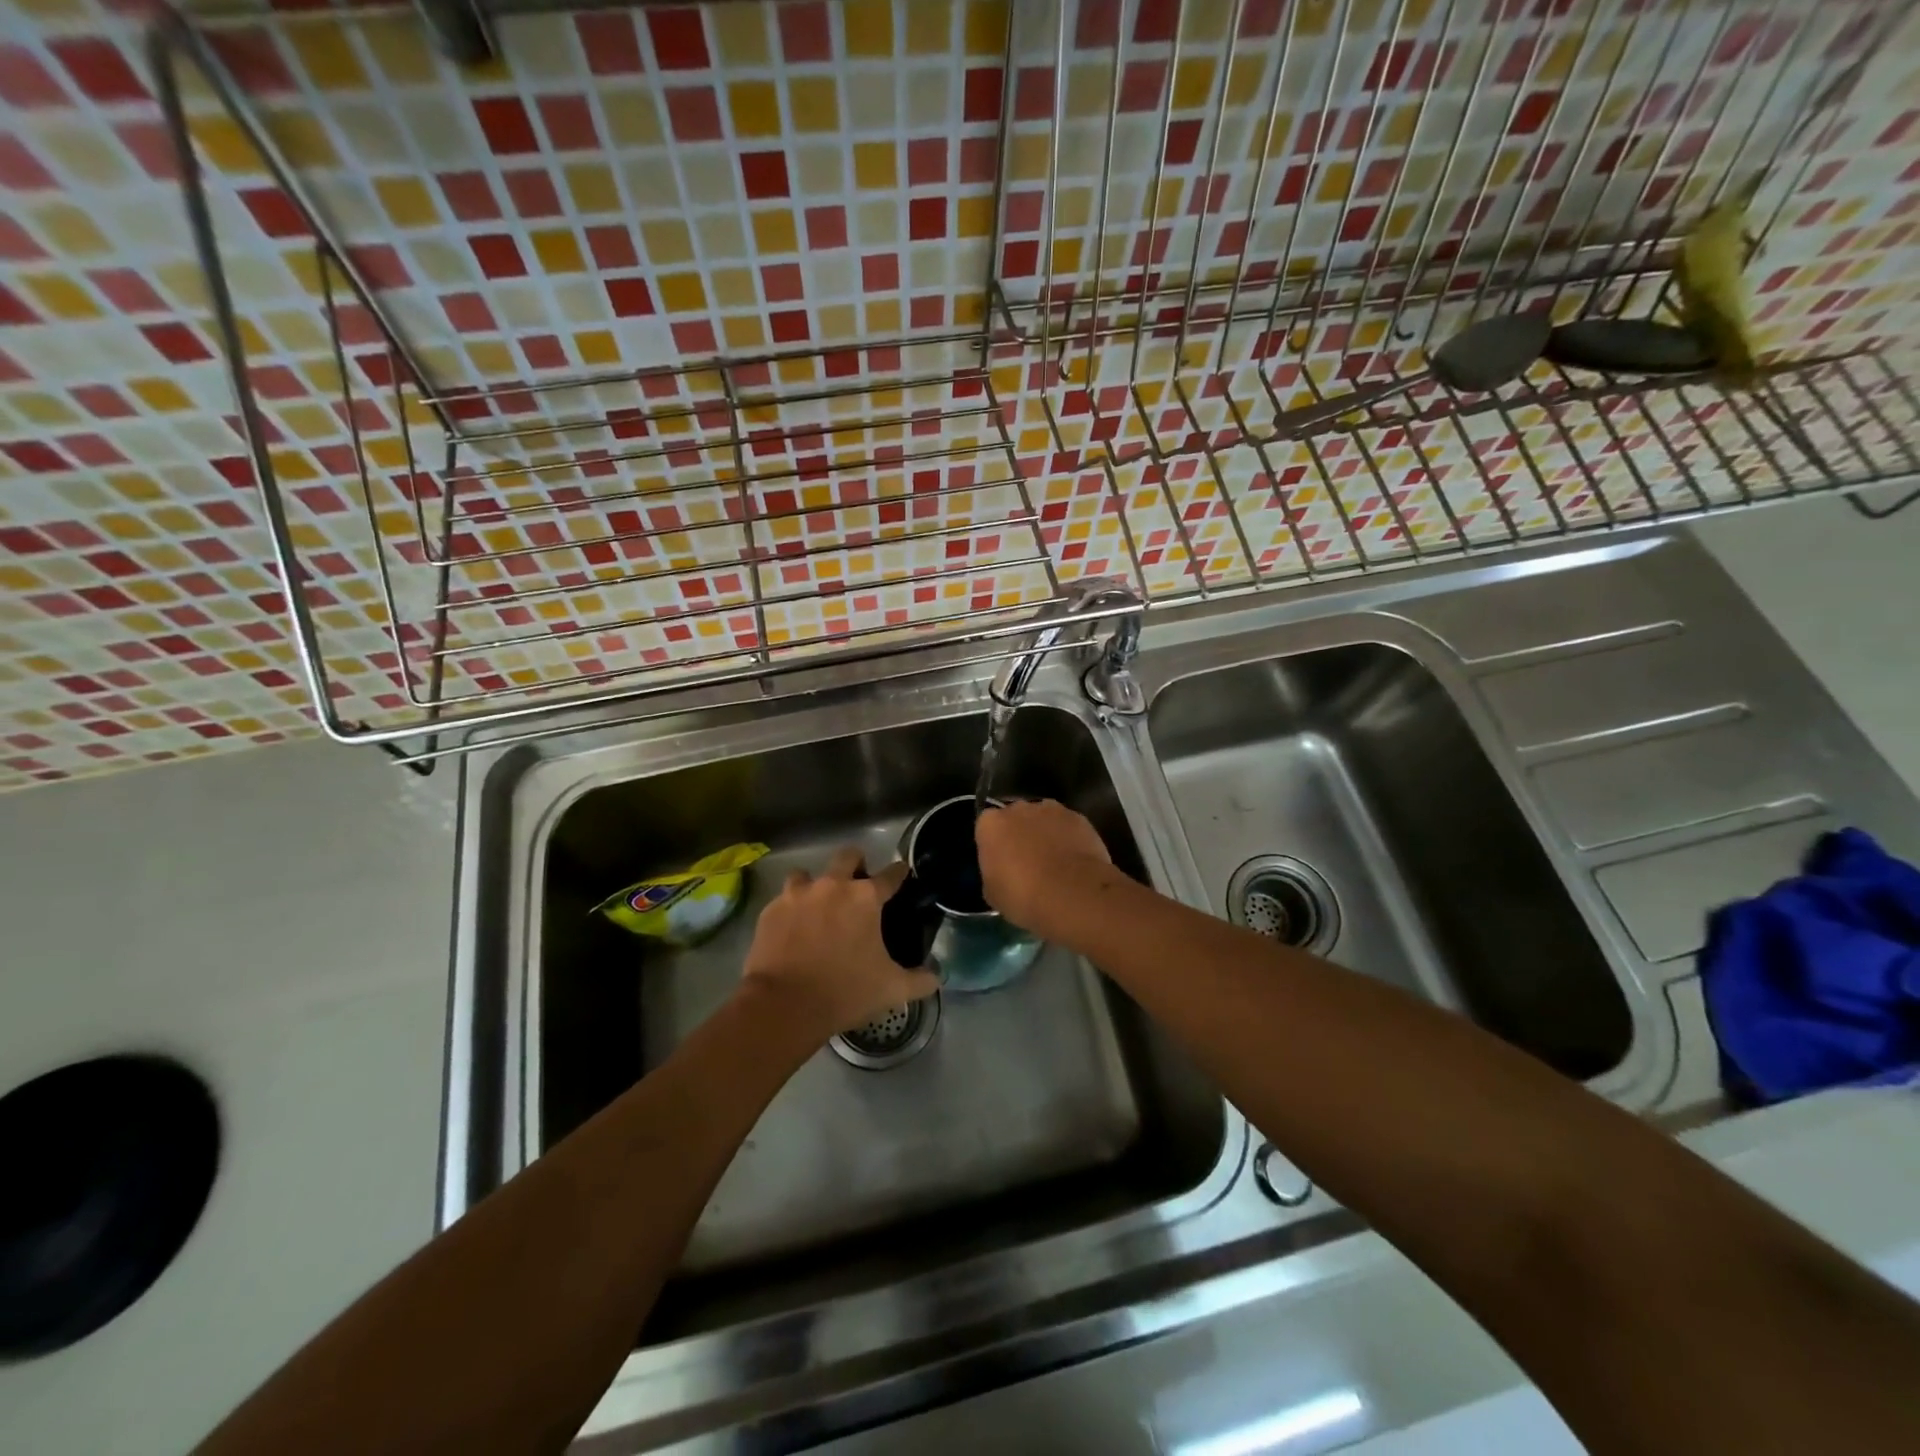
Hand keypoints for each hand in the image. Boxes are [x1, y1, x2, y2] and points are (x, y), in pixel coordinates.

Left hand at [742, 847, 938, 1038]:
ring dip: (815, 886)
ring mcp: (797, 895)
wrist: (784, 1005)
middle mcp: (832, 885)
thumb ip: (920, 980)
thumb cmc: (845, 992)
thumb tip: (937, 976)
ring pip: (807, 874)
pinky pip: (783, 900)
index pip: (891, 874)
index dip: (899, 873)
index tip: (902, 874)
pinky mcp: (771, 910)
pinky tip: (792, 930)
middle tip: (857, 885)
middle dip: (855, 864)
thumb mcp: (892, 990)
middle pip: (847, 856)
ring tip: (817, 907)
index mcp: (865, 898)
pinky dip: (790, 910)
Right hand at [975, 799, 1114, 936]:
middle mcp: (1019, 809)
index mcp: (991, 825)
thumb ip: (993, 872)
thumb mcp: (993, 894)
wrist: (1073, 896)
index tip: (1001, 863)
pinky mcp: (1078, 818)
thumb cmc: (1024, 897)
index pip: (986, 827)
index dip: (994, 845)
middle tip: (1027, 861)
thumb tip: (1002, 871)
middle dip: (1019, 833)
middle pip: (1015, 817)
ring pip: (1043, 818)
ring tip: (1054, 861)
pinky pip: (1067, 826)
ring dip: (1045, 833)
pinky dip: (1068, 838)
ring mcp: (1051, 810)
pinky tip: (1074, 861)